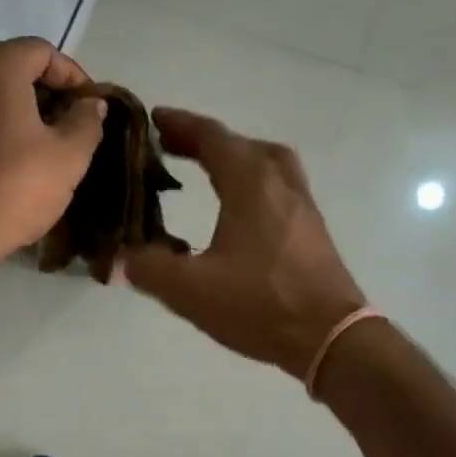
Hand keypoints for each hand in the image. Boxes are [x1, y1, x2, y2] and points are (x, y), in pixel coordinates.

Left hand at [0, 37, 105, 281]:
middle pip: (13, 68)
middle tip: (72, 127)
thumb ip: (87, 121)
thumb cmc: (13, 188)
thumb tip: (91, 103)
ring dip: (21, 112)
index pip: (43, 51)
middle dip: (47, 93)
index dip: (74, 76)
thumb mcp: (69, 157)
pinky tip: (10, 162)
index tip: (91, 108)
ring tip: (44, 147)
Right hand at [123, 108, 366, 379]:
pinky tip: (238, 210)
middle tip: (172, 147)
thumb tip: (124, 256)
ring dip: (234, 157)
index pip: (212, 137)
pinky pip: (278, 185)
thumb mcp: (190, 290)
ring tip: (207, 170)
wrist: (332, 337)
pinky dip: (252, 180)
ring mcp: (302, 204)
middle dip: (204, 140)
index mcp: (250, 184)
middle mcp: (280, 183)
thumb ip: (149, 267)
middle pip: (241, 144)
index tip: (153, 119)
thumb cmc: (261, 305)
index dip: (180, 124)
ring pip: (267, 162)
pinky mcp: (312, 228)